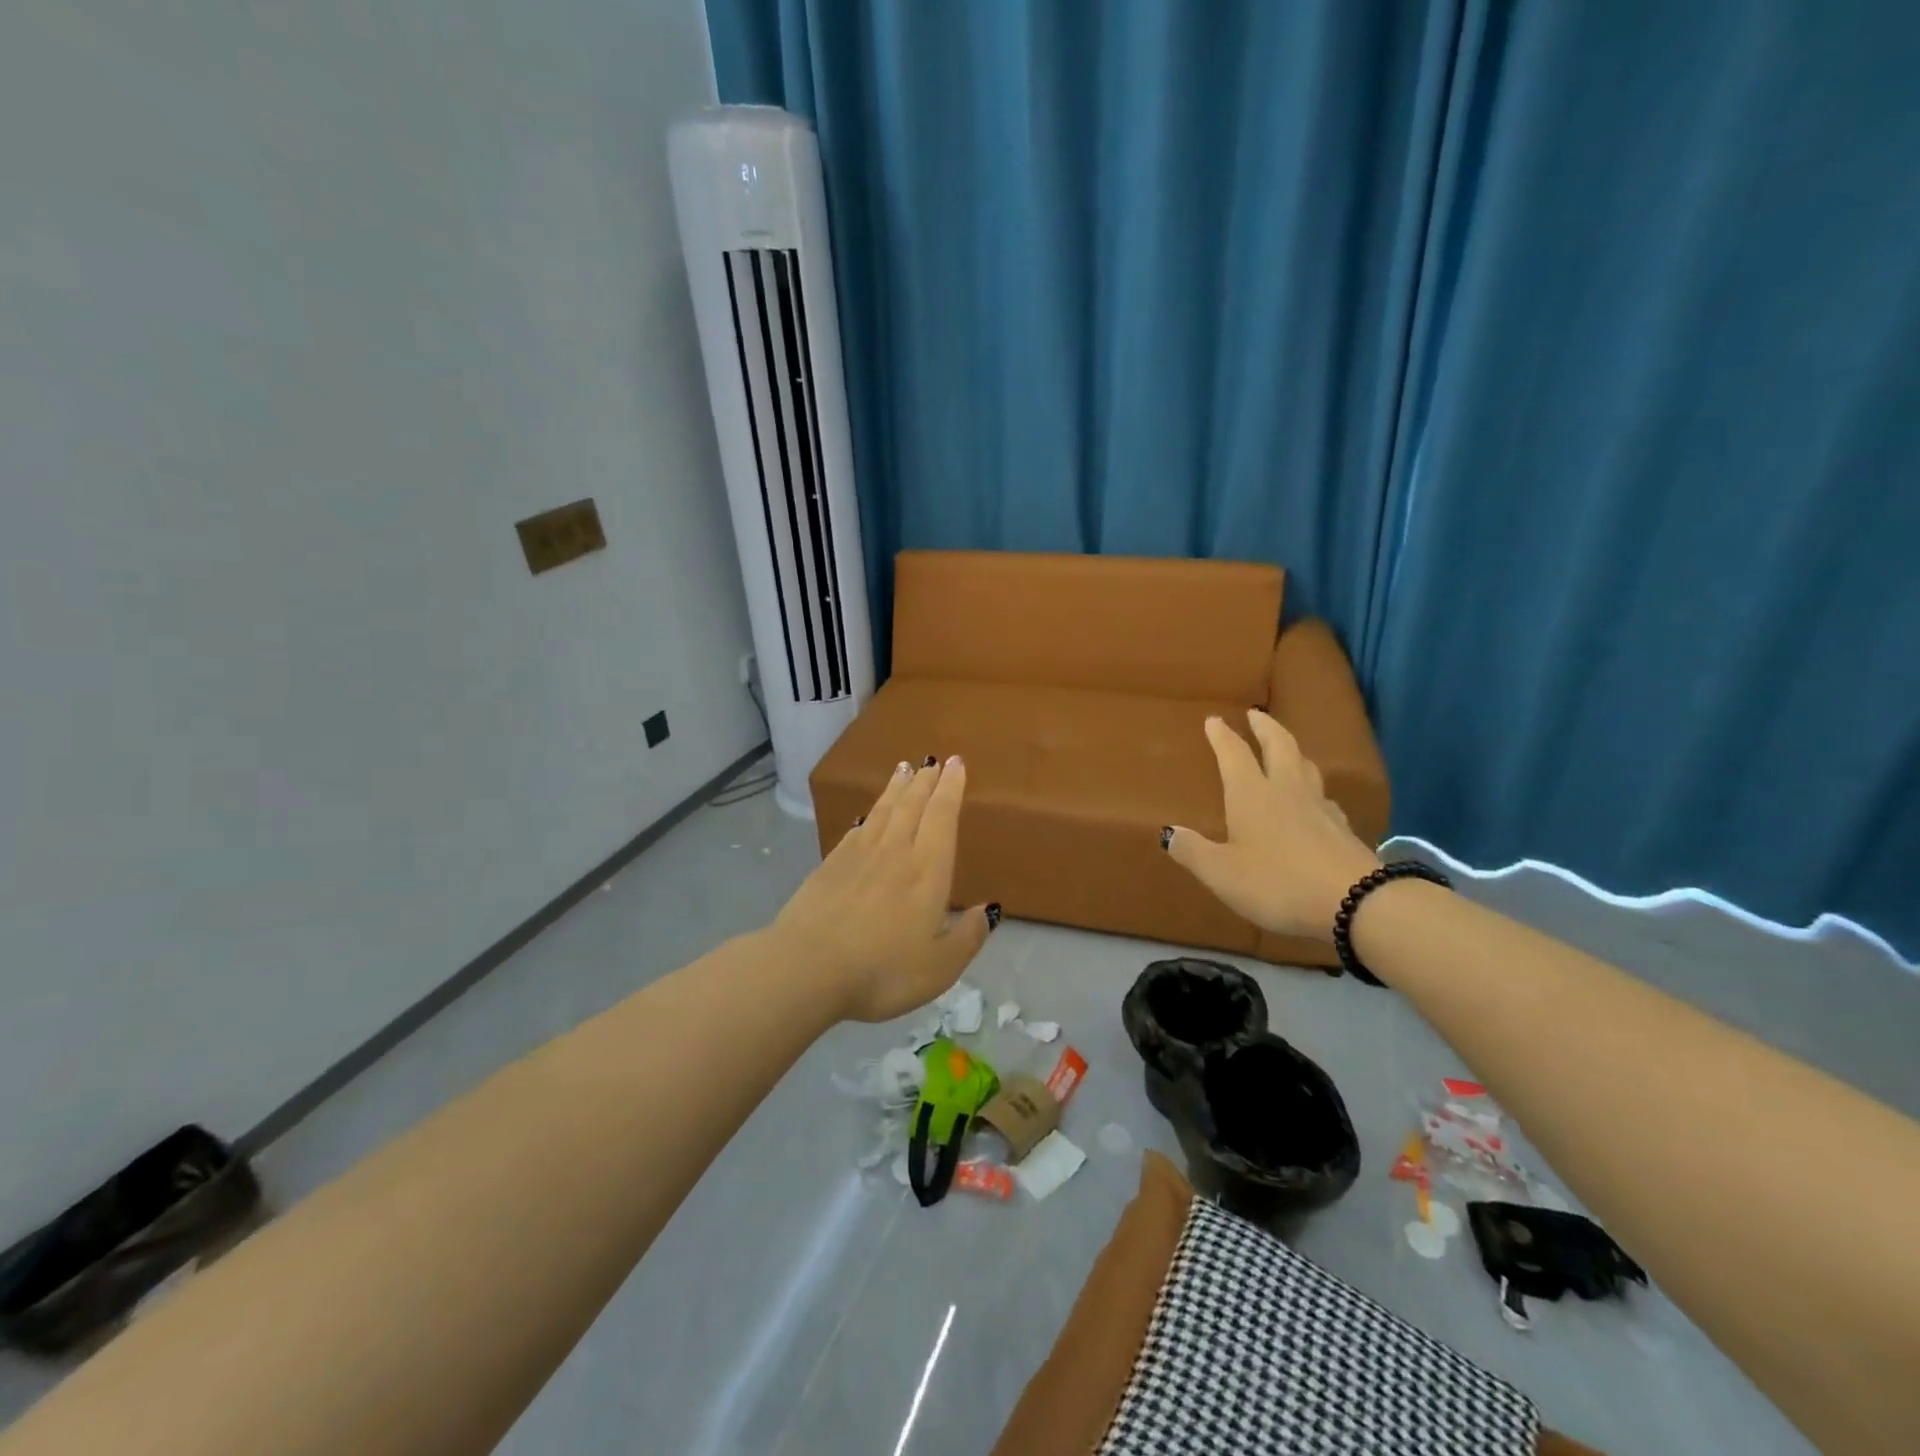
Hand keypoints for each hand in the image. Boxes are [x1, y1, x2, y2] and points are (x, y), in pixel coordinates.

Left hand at [771, 756, 996, 1022]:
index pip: (942, 817)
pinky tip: (868, 815)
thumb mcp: (939, 967)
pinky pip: (856, 830)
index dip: (951, 789)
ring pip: (883, 811)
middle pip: (913, 806)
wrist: (806, 968)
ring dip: (896, 788)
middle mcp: (895, 853)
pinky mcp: (829, 866)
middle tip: (933, 760)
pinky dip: (868, 815)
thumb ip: (968, 937)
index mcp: (927, 871)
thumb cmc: (882, 971)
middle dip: (926, 781)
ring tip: (904, 769)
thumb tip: (990, 910)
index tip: (956, 764)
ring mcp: (858, 856)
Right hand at [1163, 710, 1379, 939]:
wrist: (1356, 902)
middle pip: (1279, 746)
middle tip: (1256, 714)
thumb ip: (1193, 851)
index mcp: (1252, 795)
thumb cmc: (1277, 882)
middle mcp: (1287, 790)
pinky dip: (1313, 788)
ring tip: (1285, 748)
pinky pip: (1324, 796)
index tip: (1214, 720)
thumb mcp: (1222, 873)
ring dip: (1293, 751)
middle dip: (1265, 728)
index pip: (1234, 755)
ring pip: (1306, 767)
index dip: (1222, 736)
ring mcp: (1320, 807)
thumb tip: (1168, 832)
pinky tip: (1314, 801)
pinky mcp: (1343, 829)